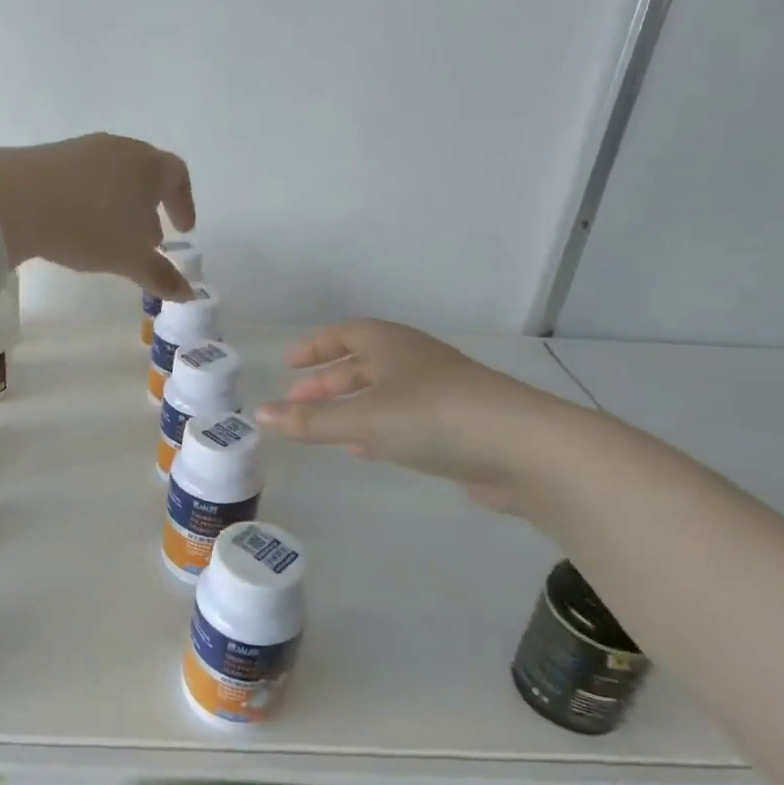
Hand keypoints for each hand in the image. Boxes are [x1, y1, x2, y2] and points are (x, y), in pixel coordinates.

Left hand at [0, 134, 197, 298]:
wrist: (16, 198)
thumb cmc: (90, 226)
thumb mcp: (130, 258)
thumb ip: (161, 275)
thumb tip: (189, 294)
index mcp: (148, 165)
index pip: (178, 175)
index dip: (184, 203)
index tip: (183, 230)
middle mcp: (119, 148)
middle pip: (145, 172)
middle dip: (151, 207)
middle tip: (149, 239)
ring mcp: (82, 148)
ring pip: (113, 174)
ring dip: (120, 203)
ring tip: (112, 235)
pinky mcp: (49, 154)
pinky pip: (83, 176)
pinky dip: (91, 198)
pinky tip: (76, 224)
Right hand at [256, 319, 585, 512]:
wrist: (523, 448)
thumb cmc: (434, 417)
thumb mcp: (363, 419)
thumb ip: (311, 421)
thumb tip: (260, 415)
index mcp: (391, 345)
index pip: (344, 334)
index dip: (314, 348)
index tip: (288, 365)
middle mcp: (413, 361)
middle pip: (361, 365)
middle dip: (327, 384)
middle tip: (297, 405)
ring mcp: (438, 393)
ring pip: (382, 394)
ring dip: (350, 409)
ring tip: (323, 429)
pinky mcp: (455, 425)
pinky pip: (403, 420)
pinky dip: (377, 429)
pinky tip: (366, 449)